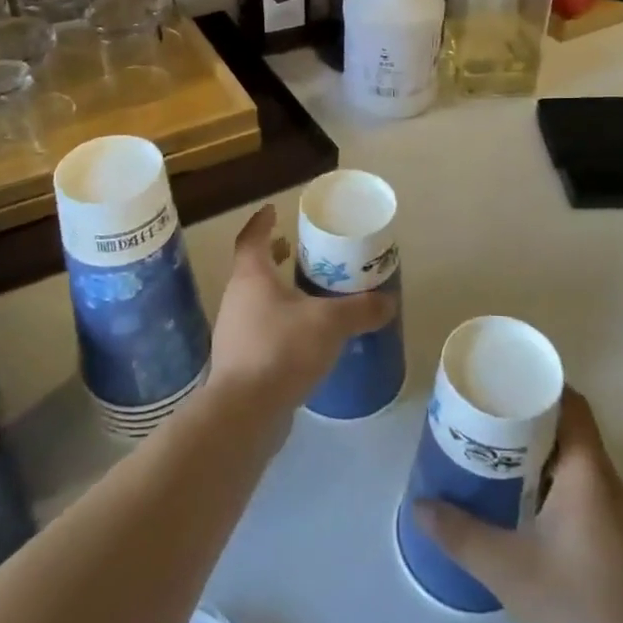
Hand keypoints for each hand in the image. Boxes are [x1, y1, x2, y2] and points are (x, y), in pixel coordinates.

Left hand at [205, 204, 393, 426]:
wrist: (244, 413)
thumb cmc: (282, 350)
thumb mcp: (330, 323)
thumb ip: (360, 310)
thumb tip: (389, 302)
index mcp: (252, 277)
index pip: (253, 238)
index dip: (263, 222)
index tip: (274, 210)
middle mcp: (236, 298)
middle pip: (254, 268)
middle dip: (276, 258)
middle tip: (301, 252)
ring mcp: (233, 332)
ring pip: (257, 301)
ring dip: (278, 293)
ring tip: (309, 295)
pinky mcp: (239, 362)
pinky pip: (260, 331)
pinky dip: (279, 324)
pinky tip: (303, 338)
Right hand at [413, 389, 622, 622]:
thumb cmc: (576, 609)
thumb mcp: (507, 569)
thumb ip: (460, 534)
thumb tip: (419, 505)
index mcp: (589, 474)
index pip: (573, 405)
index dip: (542, 386)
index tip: (506, 382)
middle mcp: (611, 485)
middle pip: (574, 431)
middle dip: (533, 419)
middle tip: (489, 420)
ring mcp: (622, 517)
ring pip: (580, 464)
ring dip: (544, 454)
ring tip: (501, 458)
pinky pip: (588, 491)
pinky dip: (557, 483)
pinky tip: (530, 509)